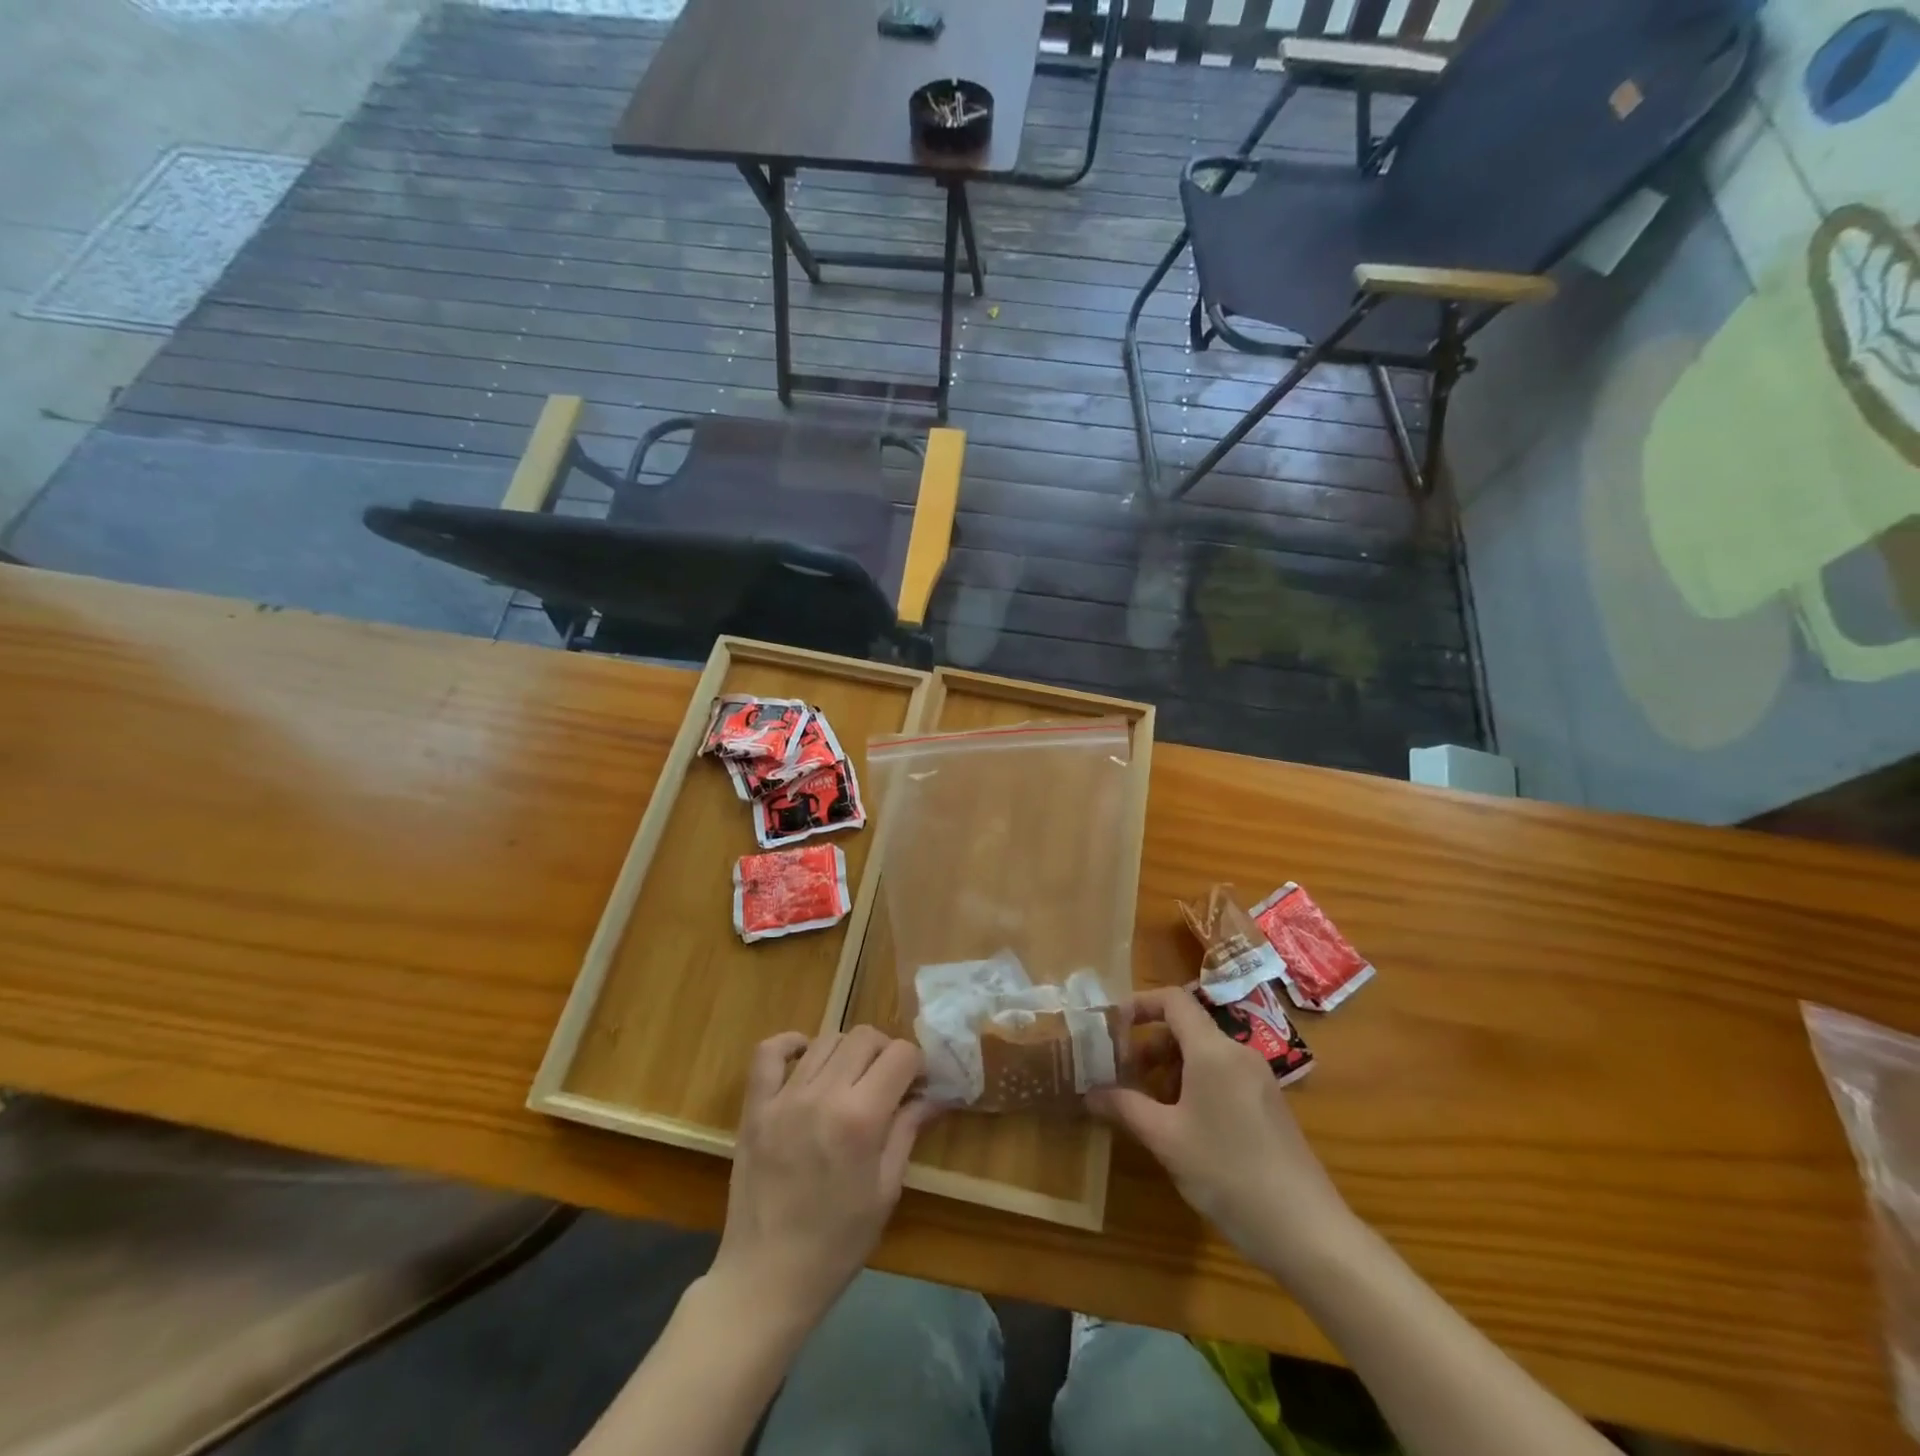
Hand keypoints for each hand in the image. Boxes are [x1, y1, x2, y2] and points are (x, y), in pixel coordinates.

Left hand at [711, 1025, 936, 1327]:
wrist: (766, 1280)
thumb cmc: (837, 1243)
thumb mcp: (886, 1191)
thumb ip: (907, 1131)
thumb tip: (933, 1095)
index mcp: (861, 1118)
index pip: (901, 1054)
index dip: (917, 1064)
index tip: (918, 1084)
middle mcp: (824, 1095)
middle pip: (865, 1037)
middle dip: (886, 1052)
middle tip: (888, 1082)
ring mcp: (784, 1098)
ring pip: (826, 1039)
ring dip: (848, 1051)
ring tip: (852, 1079)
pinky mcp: (755, 1107)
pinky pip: (768, 1053)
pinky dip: (790, 1044)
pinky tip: (806, 1055)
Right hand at [1088, 987, 1354, 1279]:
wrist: (1307, 1231)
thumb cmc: (1228, 1174)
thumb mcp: (1166, 1140)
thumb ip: (1126, 1107)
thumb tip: (1089, 1092)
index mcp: (1213, 1051)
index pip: (1173, 1000)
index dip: (1139, 1004)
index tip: (1111, 1028)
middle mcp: (1238, 1053)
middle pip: (1187, 1027)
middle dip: (1150, 1045)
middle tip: (1124, 1076)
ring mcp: (1258, 1079)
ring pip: (1204, 1054)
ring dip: (1171, 1069)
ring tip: (1149, 1106)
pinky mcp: (1269, 1105)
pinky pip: (1223, 1075)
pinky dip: (1195, 1085)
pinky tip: (1184, 1126)